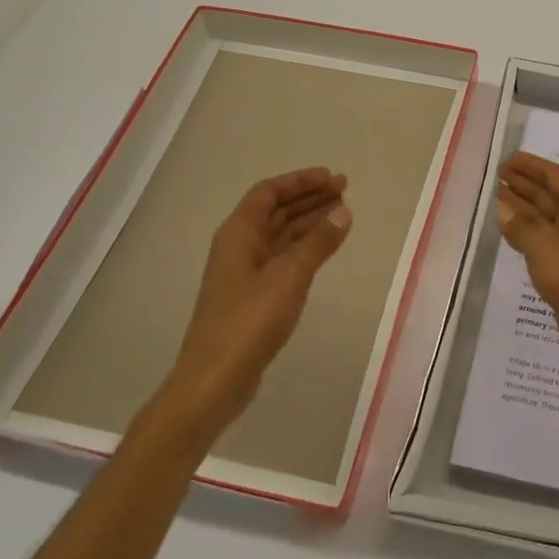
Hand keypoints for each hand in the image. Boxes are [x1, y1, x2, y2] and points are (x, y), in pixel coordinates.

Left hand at [166, 167, 351, 423]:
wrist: (214, 381)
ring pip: (280, 234)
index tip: (331, 177)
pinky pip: (282, 256)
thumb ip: (318, 243)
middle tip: (344, 190)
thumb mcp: (289, 277)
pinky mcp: (252, 295)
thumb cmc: (249, 322)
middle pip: (275, 211)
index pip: (269, 193)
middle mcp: (239, 246)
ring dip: (309, 221)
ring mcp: (244, 272)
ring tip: (342, 213)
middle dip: (309, 198)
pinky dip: (304, 247)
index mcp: (239, 234)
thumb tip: (343, 211)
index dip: (300, 181)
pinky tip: (324, 249)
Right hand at [496, 152, 558, 395]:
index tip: (508, 159)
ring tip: (497, 197)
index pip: (554, 176)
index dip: (531, 166)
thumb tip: (502, 205)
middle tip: (497, 175)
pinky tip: (510, 230)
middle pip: (550, 194)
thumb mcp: (543, 245)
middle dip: (524, 183)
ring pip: (546, 217)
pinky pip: (544, 239)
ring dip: (523, 206)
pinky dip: (527, 230)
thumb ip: (520, 224)